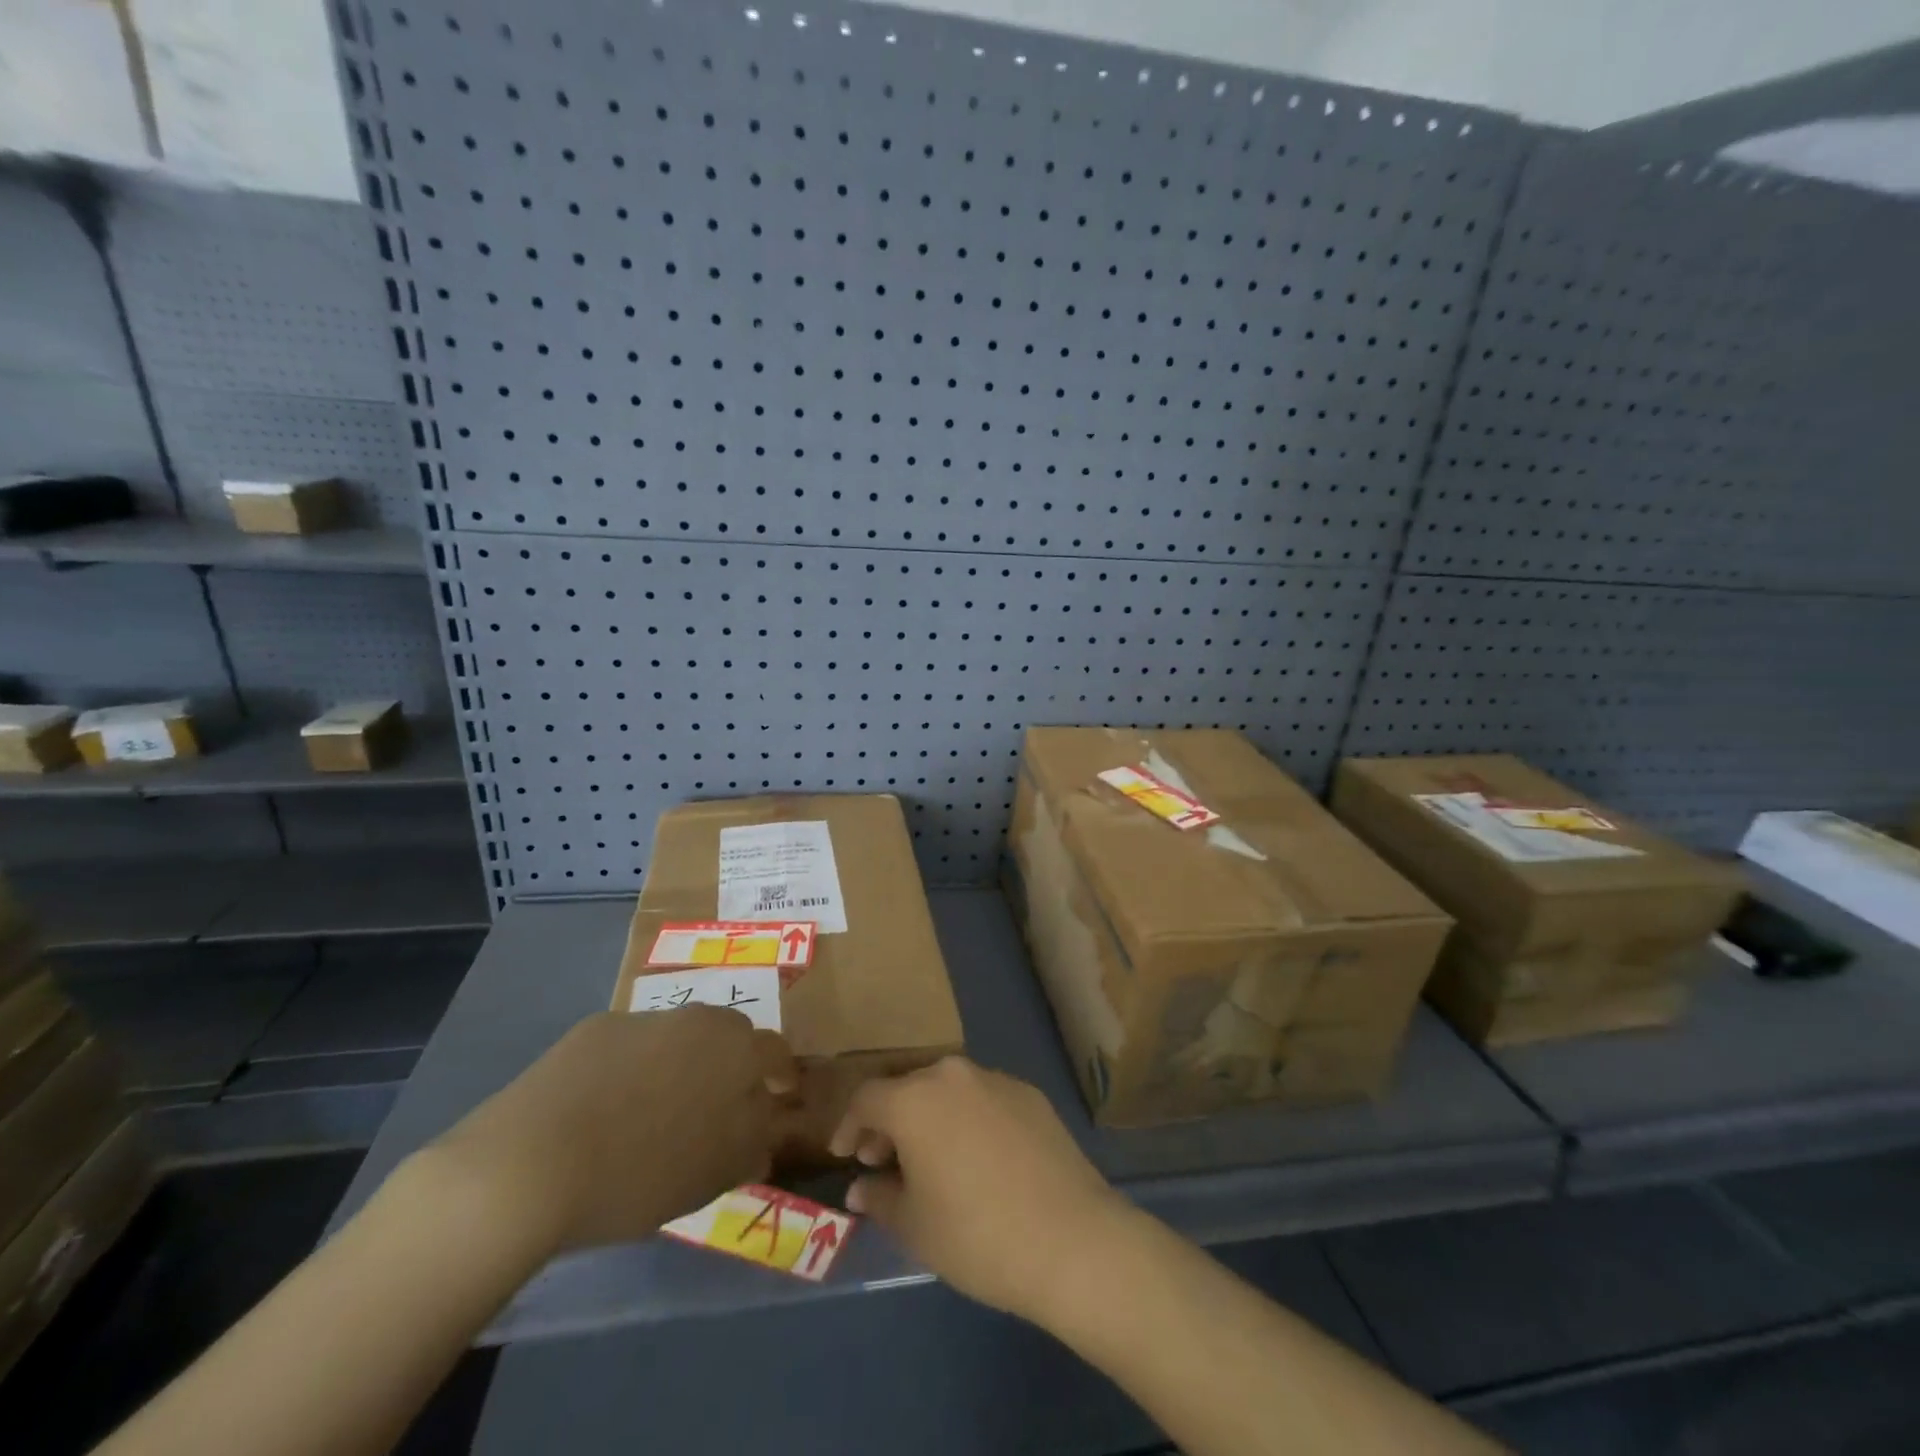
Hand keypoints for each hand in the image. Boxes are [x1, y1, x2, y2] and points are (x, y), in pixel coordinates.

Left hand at [421, 1008, 796, 1257]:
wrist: (529, 1163)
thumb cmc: (641, 1170)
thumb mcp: (716, 1173)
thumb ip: (754, 1144)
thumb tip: (765, 1133)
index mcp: (735, 1048)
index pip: (775, 1052)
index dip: (780, 1076)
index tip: (778, 1099)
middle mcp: (695, 1018)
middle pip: (728, 1035)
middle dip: (731, 1065)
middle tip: (717, 1108)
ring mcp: (641, 1018)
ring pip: (677, 1038)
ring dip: (680, 1065)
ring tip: (657, 1113)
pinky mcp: (592, 1030)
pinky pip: (629, 1047)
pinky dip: (631, 1070)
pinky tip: (607, 1111)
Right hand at [829, 1057, 1128, 1321]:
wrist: (1070, 1238)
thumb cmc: (976, 1235)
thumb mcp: (914, 1226)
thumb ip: (879, 1197)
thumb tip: (862, 1186)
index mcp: (915, 1098)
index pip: (866, 1098)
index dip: (848, 1125)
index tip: (845, 1154)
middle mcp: (953, 1075)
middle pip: (908, 1089)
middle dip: (889, 1122)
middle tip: (883, 1160)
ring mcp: (996, 1079)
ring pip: (948, 1091)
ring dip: (930, 1118)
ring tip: (930, 1160)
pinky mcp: (1030, 1094)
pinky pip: (983, 1099)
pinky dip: (968, 1120)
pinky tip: (977, 1159)